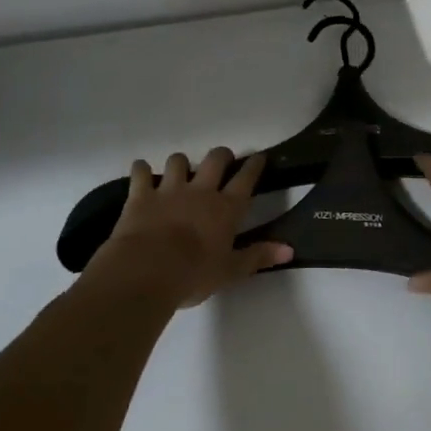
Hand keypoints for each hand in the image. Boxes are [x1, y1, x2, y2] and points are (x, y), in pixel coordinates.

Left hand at [86, 148, 291, 309]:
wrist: (148, 270)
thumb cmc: (194, 275)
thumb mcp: (231, 272)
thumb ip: (258, 257)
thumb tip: (289, 249)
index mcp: (225, 208)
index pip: (245, 179)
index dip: (253, 166)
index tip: (258, 156)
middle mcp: (200, 191)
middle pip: (215, 160)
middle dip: (221, 155)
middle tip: (222, 160)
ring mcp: (169, 189)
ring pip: (178, 161)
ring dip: (180, 163)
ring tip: (180, 170)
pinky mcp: (142, 194)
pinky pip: (141, 172)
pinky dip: (141, 170)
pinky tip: (141, 171)